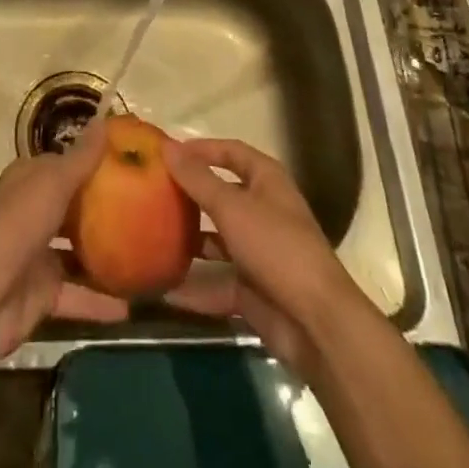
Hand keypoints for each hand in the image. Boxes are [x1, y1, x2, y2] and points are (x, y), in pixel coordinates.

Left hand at [0, 118, 127, 361]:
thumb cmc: (17, 226)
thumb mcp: (52, 183)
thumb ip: (81, 157)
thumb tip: (104, 120)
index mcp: (28, 181)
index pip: (63, 164)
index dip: (92, 161)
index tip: (128, 162)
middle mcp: (31, 213)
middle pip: (72, 207)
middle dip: (103, 207)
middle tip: (145, 205)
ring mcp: (37, 256)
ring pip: (77, 251)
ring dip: (105, 254)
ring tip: (144, 252)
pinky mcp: (43, 294)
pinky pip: (78, 295)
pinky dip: (100, 301)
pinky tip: (131, 306)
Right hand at [162, 138, 367, 372]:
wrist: (315, 321)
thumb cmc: (275, 246)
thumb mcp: (232, 207)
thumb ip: (198, 179)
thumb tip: (167, 146)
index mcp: (266, 180)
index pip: (231, 151)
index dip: (202, 149)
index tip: (167, 152)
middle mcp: (263, 210)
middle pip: (222, 195)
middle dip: (191, 195)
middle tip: (154, 192)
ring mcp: (259, 251)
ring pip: (218, 240)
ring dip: (191, 240)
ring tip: (153, 235)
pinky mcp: (253, 289)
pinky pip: (218, 282)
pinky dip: (196, 286)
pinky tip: (165, 286)